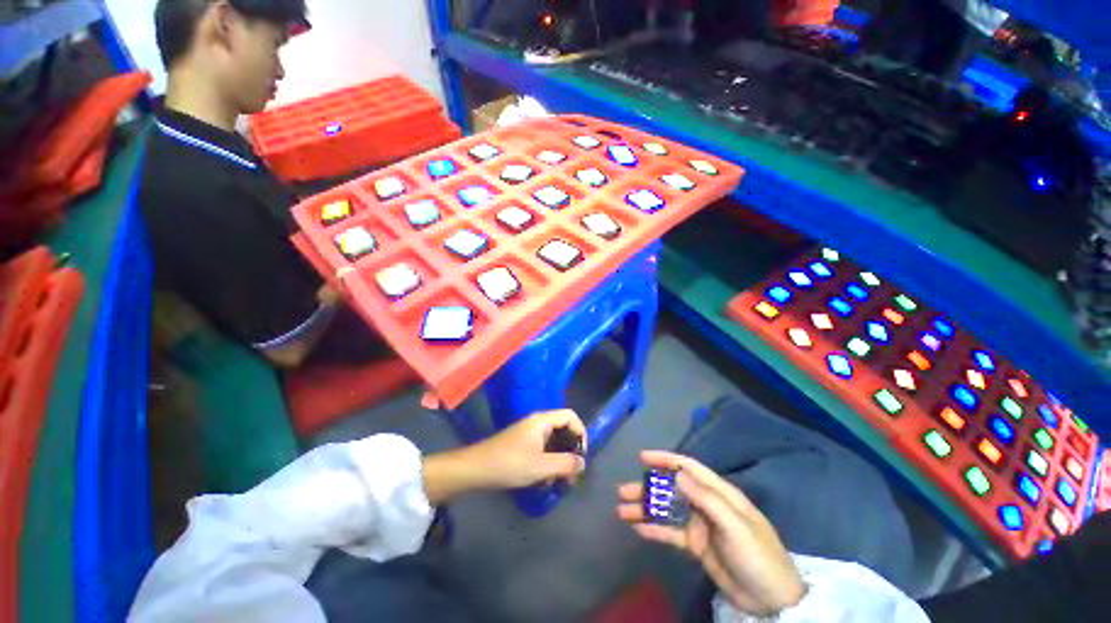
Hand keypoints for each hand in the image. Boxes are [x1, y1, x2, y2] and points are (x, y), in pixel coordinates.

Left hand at [423, 410, 586, 503]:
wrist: (476, 469)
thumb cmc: (510, 463)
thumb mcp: (541, 466)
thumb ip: (565, 464)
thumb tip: (583, 463)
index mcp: (543, 420)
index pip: (571, 416)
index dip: (581, 432)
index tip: (581, 455)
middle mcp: (538, 423)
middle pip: (563, 429)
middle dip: (570, 450)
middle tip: (573, 473)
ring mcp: (529, 433)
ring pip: (553, 441)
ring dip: (560, 459)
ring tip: (560, 480)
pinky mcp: (522, 444)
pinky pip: (543, 448)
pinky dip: (548, 462)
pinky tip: (545, 479)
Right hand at [617, 451, 805, 616]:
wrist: (772, 600)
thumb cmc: (758, 556)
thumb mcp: (735, 525)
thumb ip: (706, 498)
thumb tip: (677, 472)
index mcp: (719, 493)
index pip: (688, 467)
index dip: (665, 459)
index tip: (642, 458)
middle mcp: (706, 504)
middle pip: (671, 489)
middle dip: (647, 488)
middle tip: (622, 491)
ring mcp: (700, 525)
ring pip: (667, 511)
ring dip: (646, 509)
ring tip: (622, 511)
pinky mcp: (696, 545)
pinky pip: (671, 533)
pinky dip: (655, 530)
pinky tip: (638, 529)